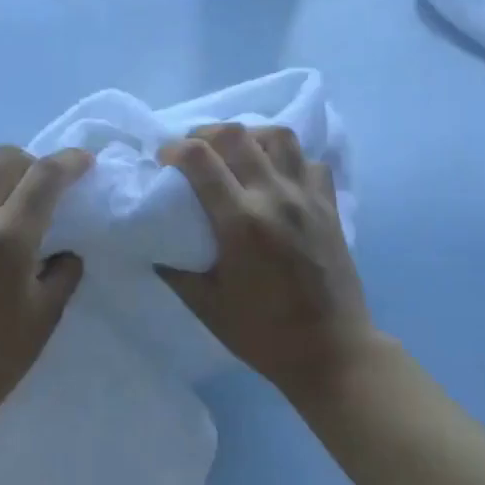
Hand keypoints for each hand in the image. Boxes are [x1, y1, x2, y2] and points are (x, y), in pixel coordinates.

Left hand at [0, 145, 91, 430]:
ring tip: (11, 200)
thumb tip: (65, 250)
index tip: (86, 163)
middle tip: (48, 186)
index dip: (71, 161)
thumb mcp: (46, 315)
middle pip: (5, 158)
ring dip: (0, 174)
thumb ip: (63, 272)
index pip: (45, 175)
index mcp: (8, 237)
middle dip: (34, 163)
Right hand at [157, 123, 375, 401]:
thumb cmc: (263, 334)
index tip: (163, 160)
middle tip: (193, 151)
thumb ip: (175, 269)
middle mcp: (275, 197)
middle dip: (205, 133)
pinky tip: (276, 176)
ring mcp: (308, 198)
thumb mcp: (206, 306)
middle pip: (236, 135)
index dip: (174, 149)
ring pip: (279, 137)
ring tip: (236, 154)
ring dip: (250, 136)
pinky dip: (289, 159)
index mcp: (240, 222)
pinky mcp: (330, 206)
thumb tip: (153, 242)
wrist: (331, 351)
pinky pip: (310, 162)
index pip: (200, 158)